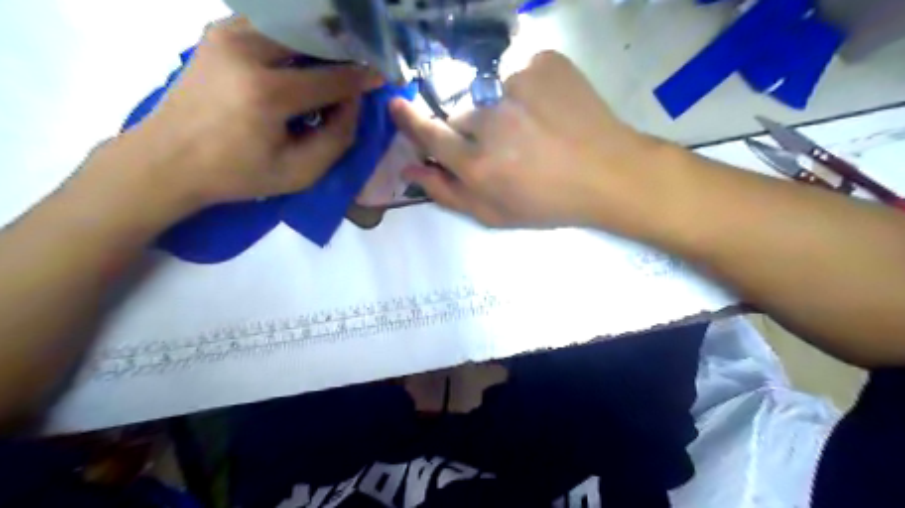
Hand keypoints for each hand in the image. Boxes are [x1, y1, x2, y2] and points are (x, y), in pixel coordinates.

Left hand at [93, 16, 379, 213]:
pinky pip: (269, 25)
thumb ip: (337, 137)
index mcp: (267, 93)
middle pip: (312, 39)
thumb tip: (354, 101)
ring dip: (318, 43)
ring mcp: (226, 35)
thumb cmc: (238, 174)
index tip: (383, 75)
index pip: (332, 77)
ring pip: (291, 26)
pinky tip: (302, 59)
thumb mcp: (300, 173)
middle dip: (342, 51)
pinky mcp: (216, 32)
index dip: (363, 77)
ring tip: (334, 62)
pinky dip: (293, 39)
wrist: (167, 160)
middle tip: (360, 65)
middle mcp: (245, 51)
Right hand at [394, 50, 661, 230]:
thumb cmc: (549, 202)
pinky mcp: (542, 63)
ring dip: (502, 111)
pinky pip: (518, 75)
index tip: (397, 106)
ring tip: (534, 131)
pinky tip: (549, 112)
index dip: (410, 121)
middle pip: (462, 117)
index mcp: (478, 165)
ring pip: (490, 96)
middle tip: (506, 148)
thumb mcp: (495, 214)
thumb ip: (447, 193)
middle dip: (473, 132)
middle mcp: (491, 123)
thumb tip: (409, 170)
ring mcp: (517, 87)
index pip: (429, 135)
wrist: (610, 173)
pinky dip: (527, 91)